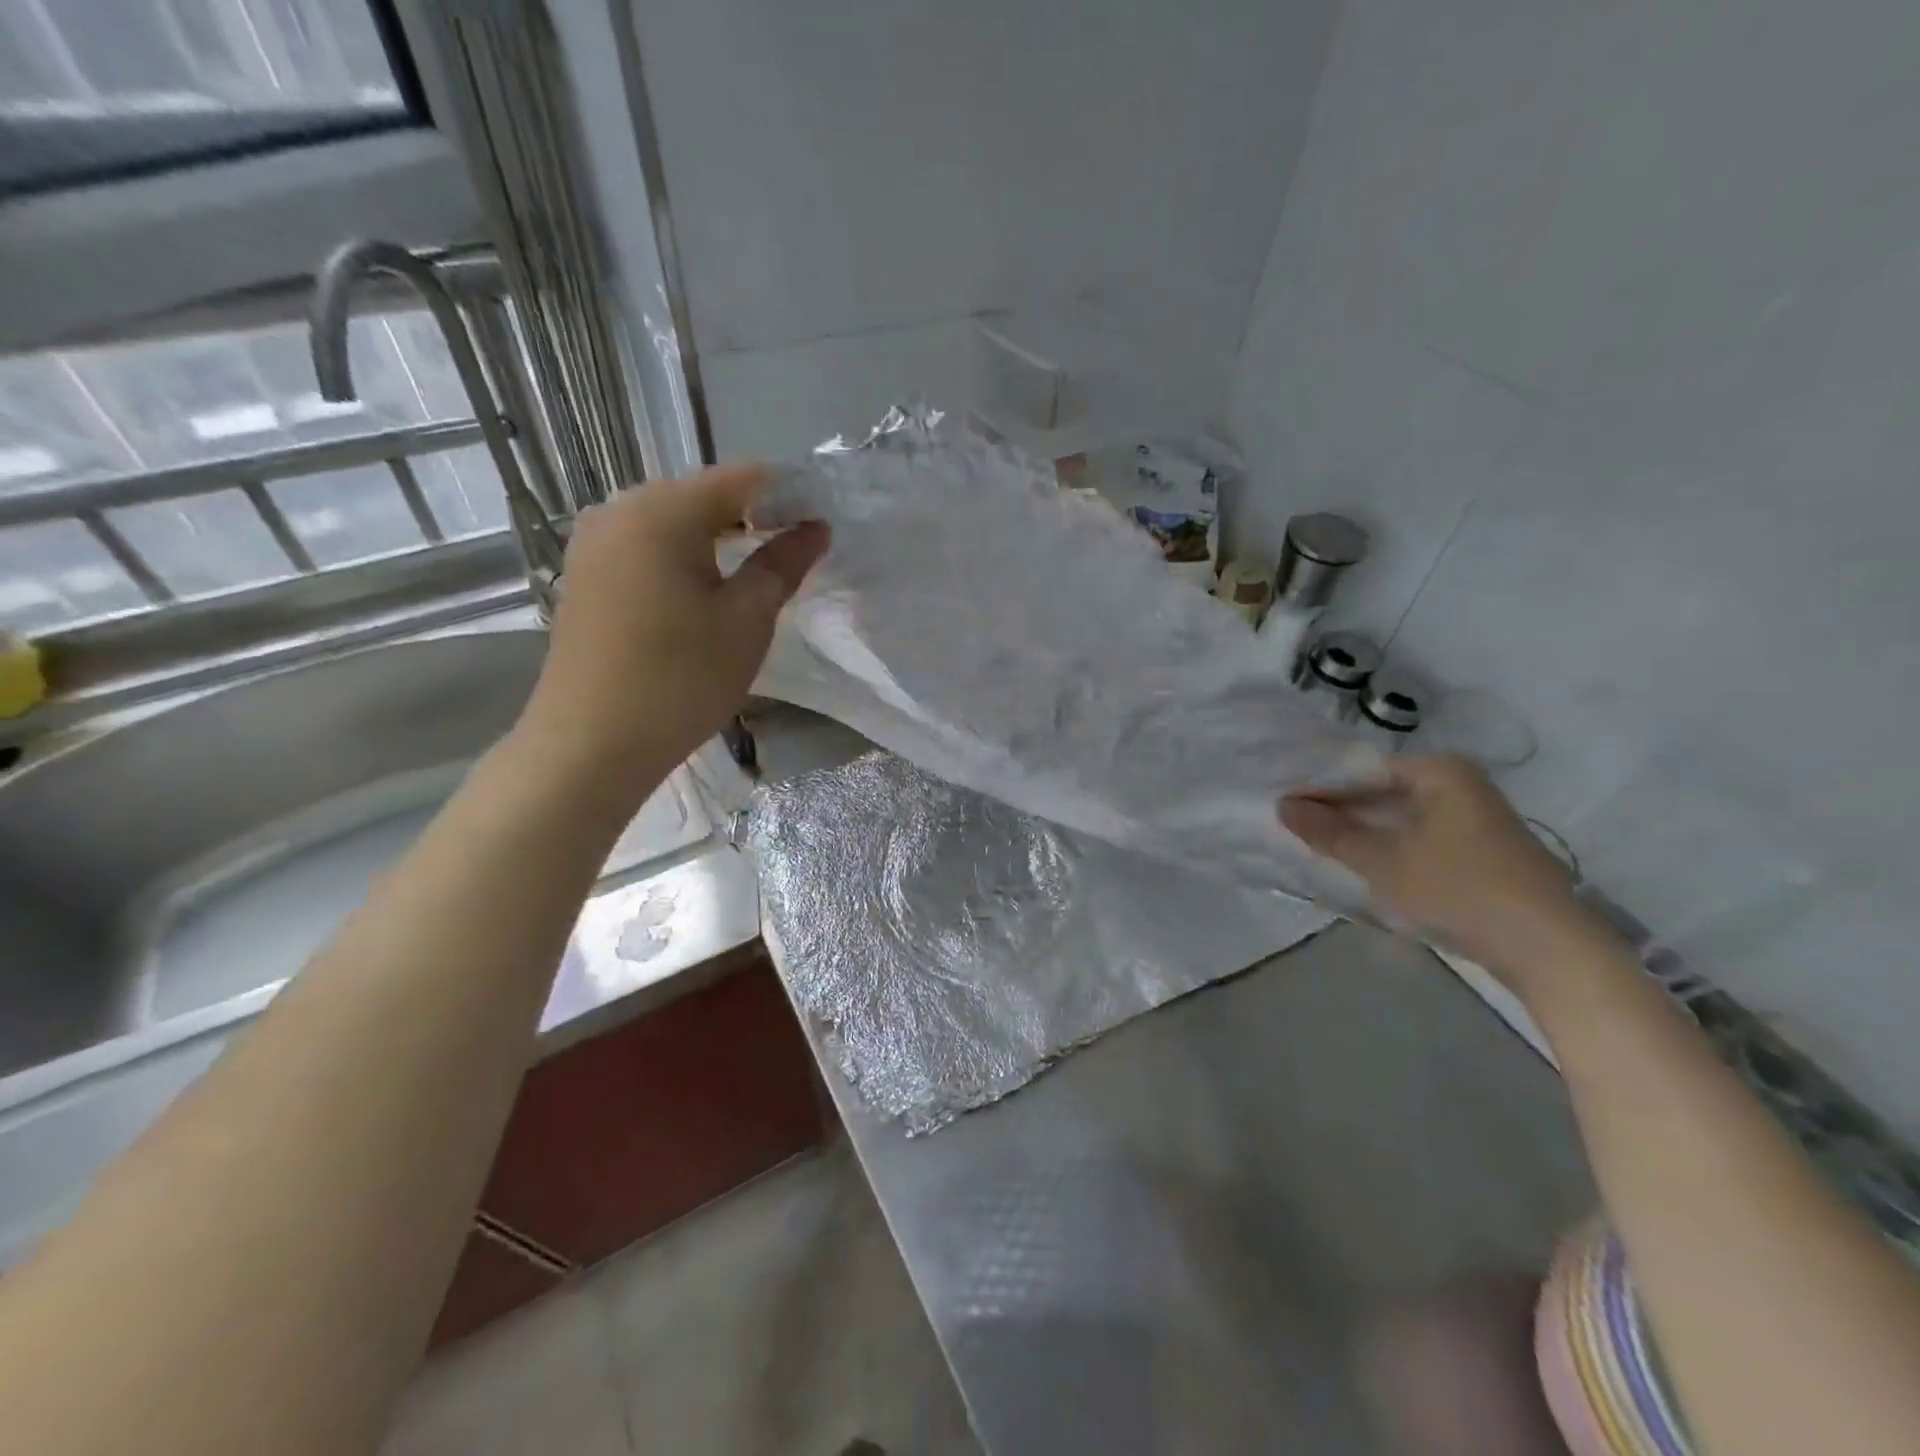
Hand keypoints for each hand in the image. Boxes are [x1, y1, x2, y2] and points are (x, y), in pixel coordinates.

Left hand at [515, 464, 827, 794]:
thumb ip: (783, 564)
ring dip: (717, 539)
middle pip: (702, 495)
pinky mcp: (584, 574)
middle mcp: (620, 509)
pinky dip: (682, 558)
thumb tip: (815, 529)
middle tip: (794, 554)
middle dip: (753, 516)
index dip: (789, 495)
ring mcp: (593, 541)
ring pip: (672, 522)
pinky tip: (702, 591)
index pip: (743, 478)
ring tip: (753, 575)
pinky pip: (645, 546)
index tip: (821, 524)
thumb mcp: (746, 620)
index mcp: (663, 510)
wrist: (591, 743)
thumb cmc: (681, 678)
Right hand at [1281, 755, 1606, 990]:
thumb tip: (1283, 806)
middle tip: (1295, 827)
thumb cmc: (1459, 888)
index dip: (1322, 790)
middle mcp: (1461, 786)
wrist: (1549, 950)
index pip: (1364, 772)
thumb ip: (1330, 833)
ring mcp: (1475, 821)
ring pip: (1400, 819)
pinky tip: (1362, 866)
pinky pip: (1419, 840)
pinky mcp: (1481, 854)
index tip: (1285, 808)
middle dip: (1341, 812)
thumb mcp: (1383, 861)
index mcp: (1441, 772)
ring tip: (1319, 846)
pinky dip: (1389, 849)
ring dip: (1362, 833)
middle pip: (1383, 793)